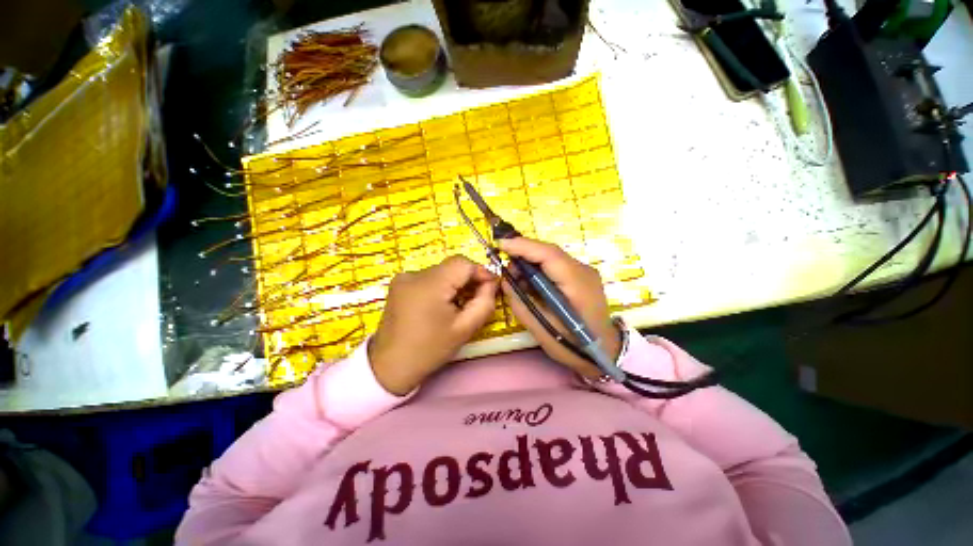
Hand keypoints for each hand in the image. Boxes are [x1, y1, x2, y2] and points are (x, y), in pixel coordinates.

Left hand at [369, 256, 498, 394]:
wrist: (390, 366)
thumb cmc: (430, 349)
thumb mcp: (465, 329)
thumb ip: (485, 302)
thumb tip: (492, 282)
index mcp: (430, 284)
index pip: (463, 263)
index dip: (480, 272)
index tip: (489, 288)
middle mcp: (414, 274)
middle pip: (452, 266)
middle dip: (468, 280)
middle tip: (475, 300)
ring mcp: (404, 278)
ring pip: (441, 272)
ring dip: (454, 284)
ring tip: (456, 306)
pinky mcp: (399, 284)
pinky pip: (428, 277)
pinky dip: (440, 287)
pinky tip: (439, 305)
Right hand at [498, 237, 620, 378]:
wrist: (605, 351)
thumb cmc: (573, 345)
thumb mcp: (542, 330)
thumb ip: (521, 303)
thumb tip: (505, 281)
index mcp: (577, 285)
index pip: (549, 255)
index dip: (524, 246)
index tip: (500, 243)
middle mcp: (583, 271)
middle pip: (550, 252)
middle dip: (523, 252)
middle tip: (503, 262)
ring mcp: (584, 272)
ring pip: (552, 256)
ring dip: (530, 260)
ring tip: (514, 275)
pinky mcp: (581, 276)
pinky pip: (556, 265)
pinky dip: (539, 268)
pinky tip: (529, 279)